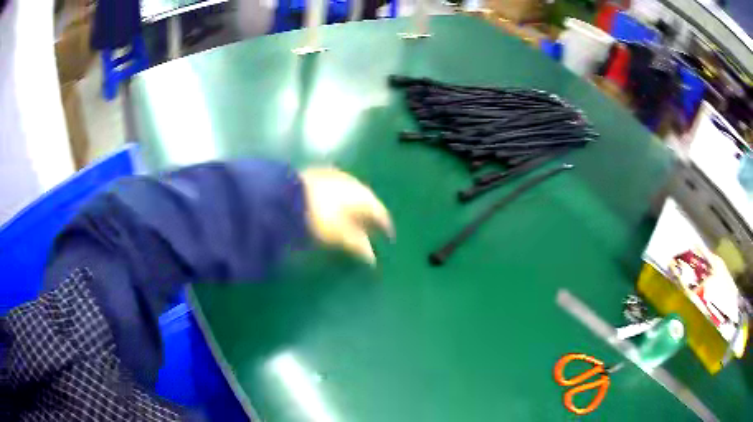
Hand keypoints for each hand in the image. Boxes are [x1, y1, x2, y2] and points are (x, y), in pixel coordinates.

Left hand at [300, 167, 393, 264]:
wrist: (284, 197)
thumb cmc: (318, 218)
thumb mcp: (339, 235)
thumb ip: (358, 245)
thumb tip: (372, 258)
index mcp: (362, 195)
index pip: (379, 211)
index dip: (385, 226)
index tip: (388, 237)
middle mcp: (352, 182)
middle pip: (366, 201)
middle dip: (369, 216)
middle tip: (371, 230)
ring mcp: (334, 175)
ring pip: (350, 193)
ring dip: (353, 207)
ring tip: (352, 221)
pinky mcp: (317, 174)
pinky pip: (336, 189)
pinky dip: (339, 201)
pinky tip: (333, 208)